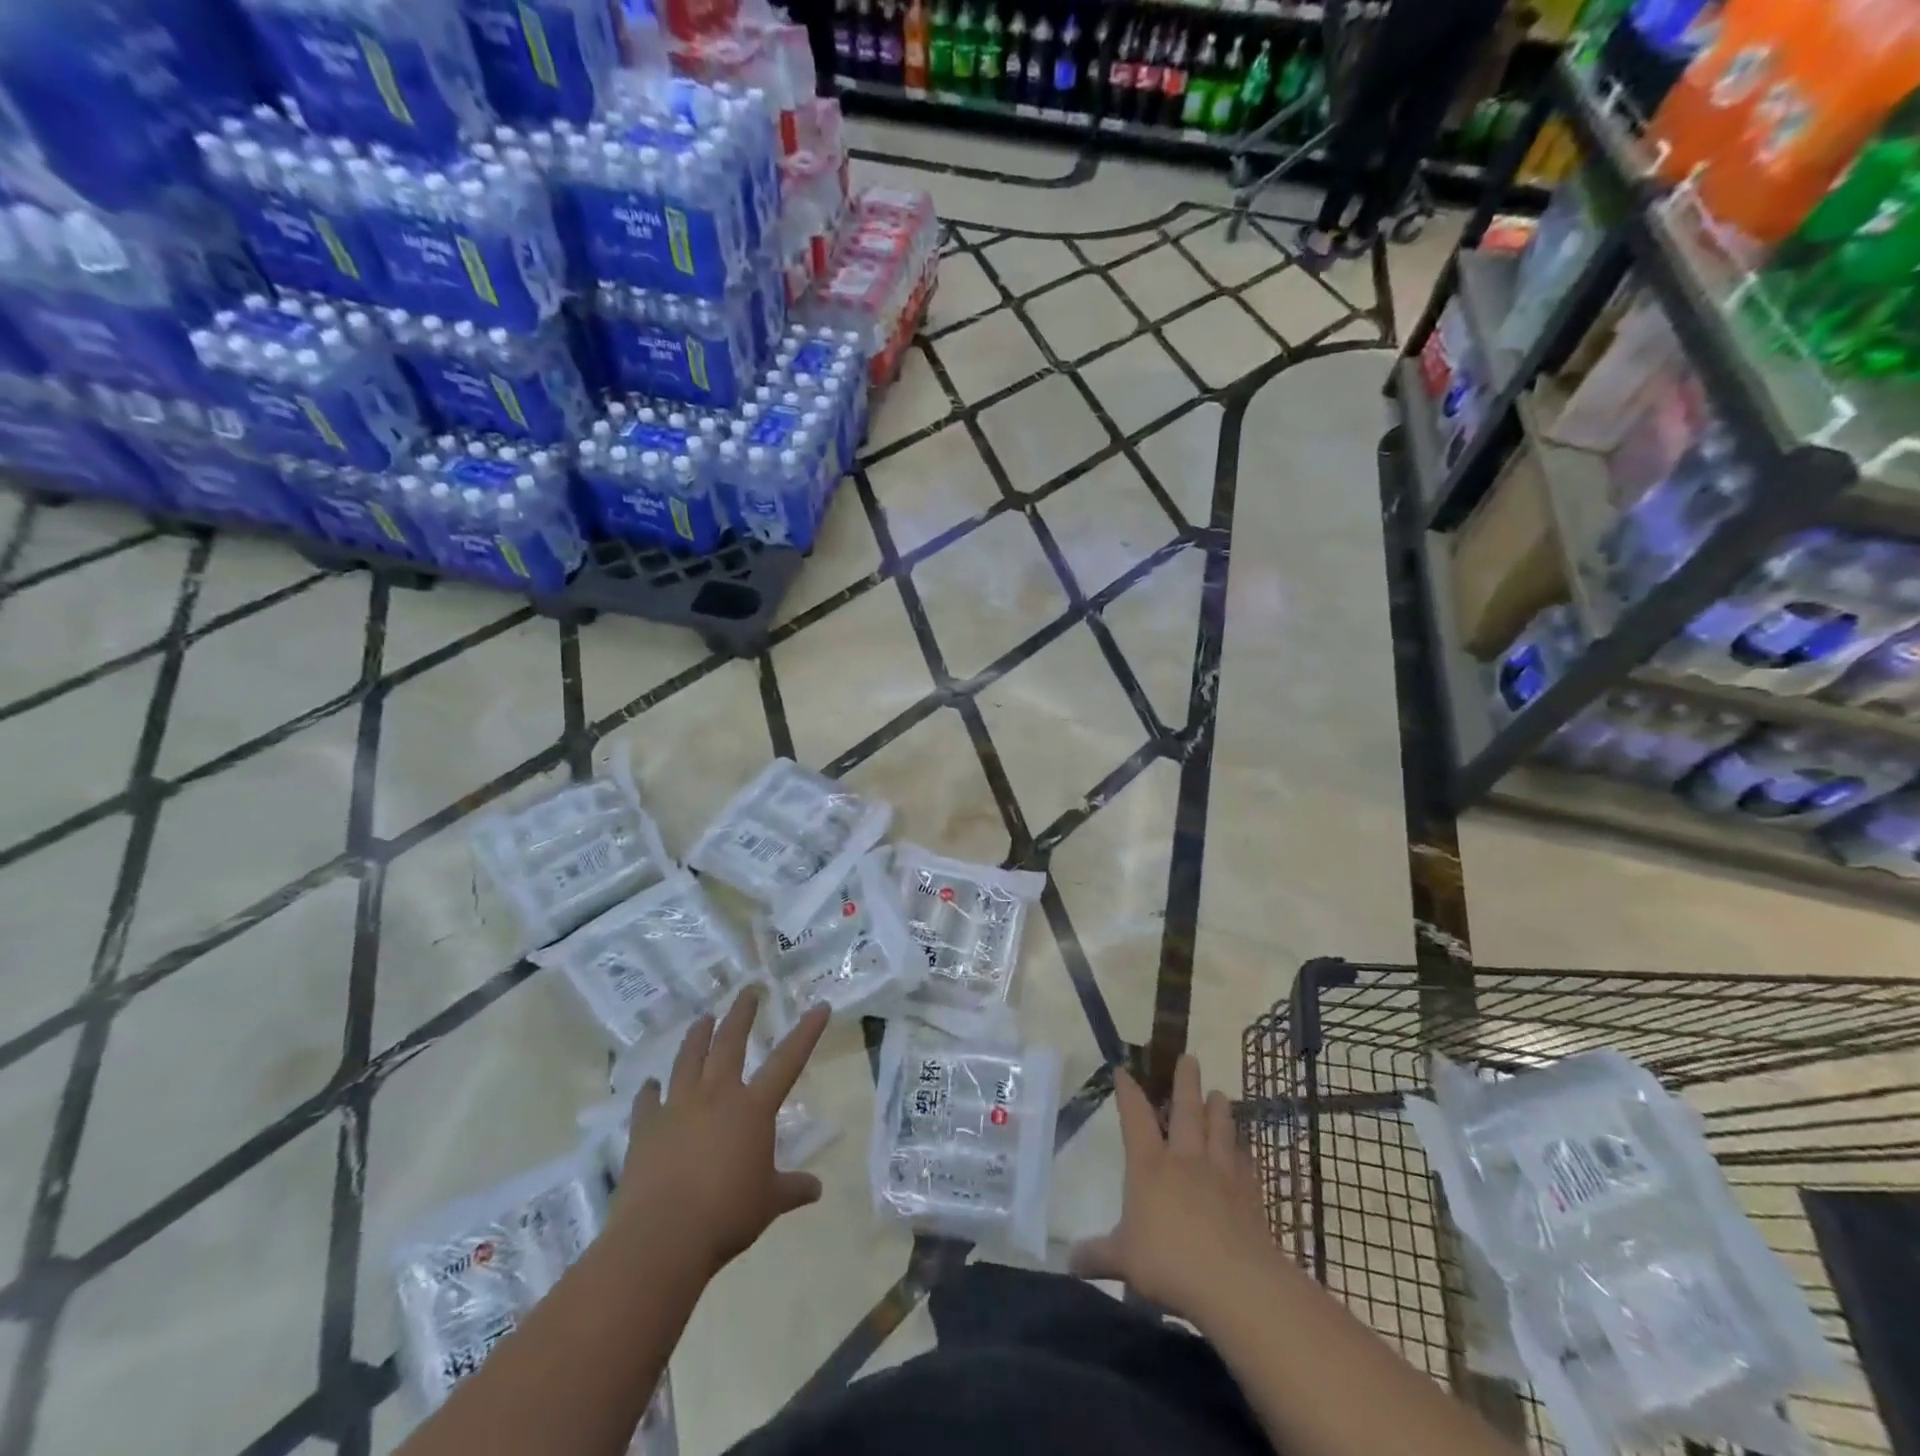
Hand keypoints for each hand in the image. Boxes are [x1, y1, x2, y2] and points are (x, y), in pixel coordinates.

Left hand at [613, 988, 831, 1279]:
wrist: (662, 1236)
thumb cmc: (726, 1215)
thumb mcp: (769, 1203)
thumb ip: (792, 1189)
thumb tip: (816, 1189)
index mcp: (753, 1108)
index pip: (788, 1060)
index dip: (806, 1032)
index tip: (820, 1006)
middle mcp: (716, 1095)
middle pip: (730, 1043)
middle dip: (741, 1014)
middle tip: (748, 991)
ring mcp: (677, 1107)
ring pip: (688, 1059)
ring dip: (697, 1036)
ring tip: (702, 1019)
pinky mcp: (646, 1128)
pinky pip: (648, 1102)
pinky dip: (649, 1091)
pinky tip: (649, 1084)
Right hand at [1069, 1054, 1274, 1323]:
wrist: (1235, 1283)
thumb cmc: (1170, 1263)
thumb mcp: (1123, 1261)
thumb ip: (1097, 1255)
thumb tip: (1068, 1260)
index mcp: (1150, 1165)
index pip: (1135, 1117)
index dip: (1128, 1092)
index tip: (1124, 1071)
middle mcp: (1185, 1159)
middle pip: (1187, 1111)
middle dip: (1186, 1082)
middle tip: (1190, 1058)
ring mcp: (1221, 1174)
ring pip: (1220, 1130)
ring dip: (1220, 1110)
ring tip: (1220, 1094)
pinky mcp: (1250, 1196)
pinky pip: (1246, 1165)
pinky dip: (1244, 1154)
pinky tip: (1246, 1151)